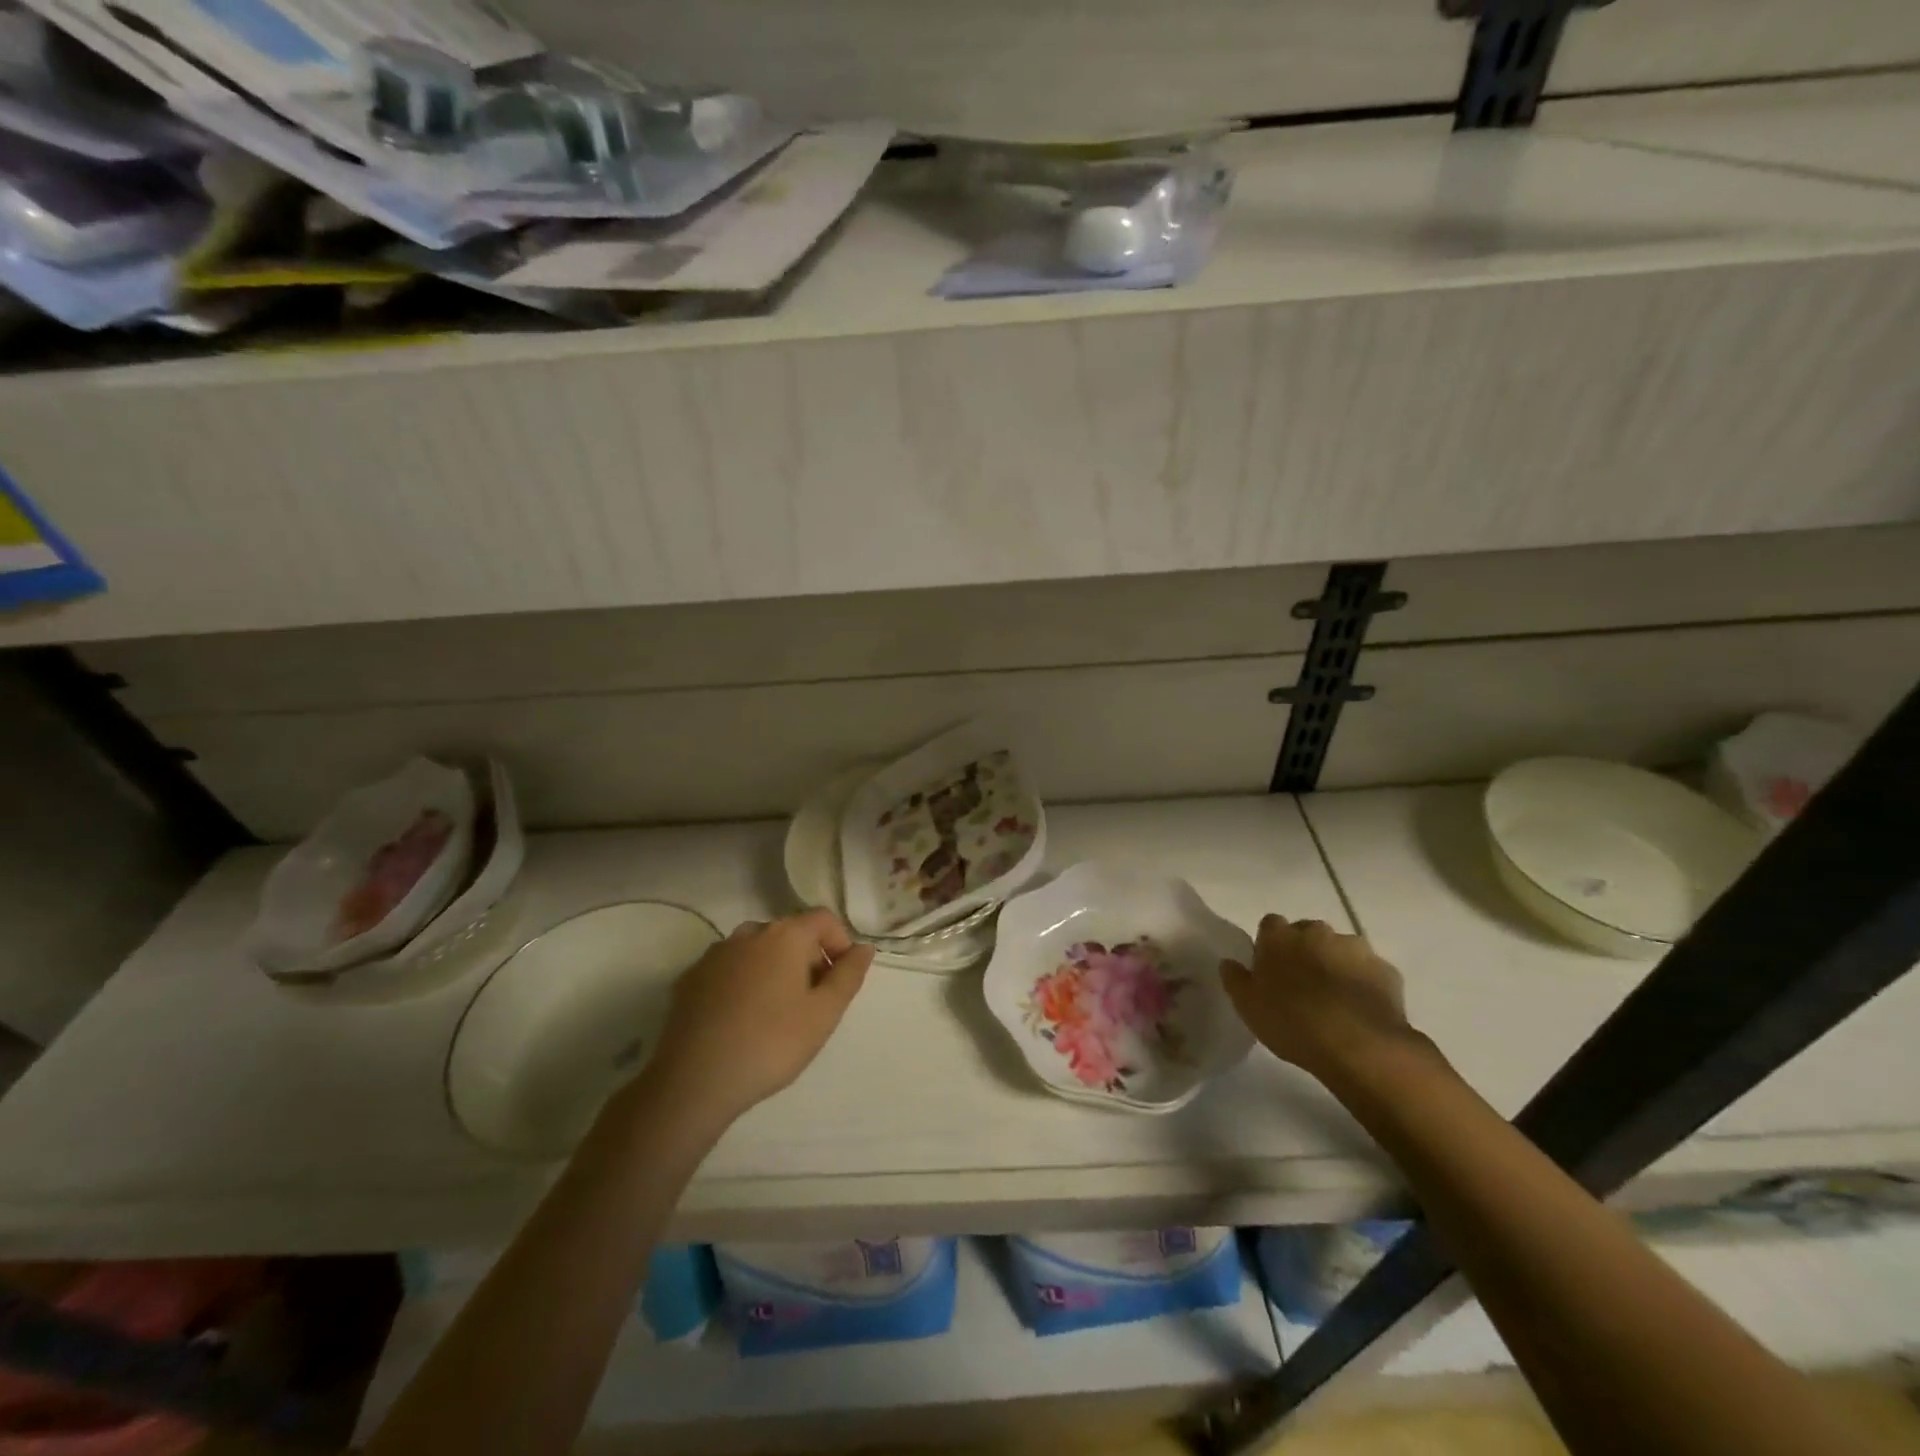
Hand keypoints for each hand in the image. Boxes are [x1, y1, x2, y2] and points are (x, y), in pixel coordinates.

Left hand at [639, 910, 873, 1129]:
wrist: (693, 1080)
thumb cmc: (771, 1044)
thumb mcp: (824, 1014)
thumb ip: (849, 975)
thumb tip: (864, 948)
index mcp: (785, 935)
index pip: (823, 919)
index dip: (839, 943)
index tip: (840, 980)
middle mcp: (748, 933)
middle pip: (790, 933)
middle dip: (807, 959)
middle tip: (811, 1004)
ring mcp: (714, 954)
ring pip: (757, 950)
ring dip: (774, 969)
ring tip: (775, 1013)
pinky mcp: (689, 978)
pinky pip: (729, 969)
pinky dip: (743, 983)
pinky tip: (740, 1020)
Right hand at [1221, 914, 1421, 1084]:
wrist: (1358, 1045)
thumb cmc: (1291, 1021)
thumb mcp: (1247, 1005)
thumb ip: (1235, 978)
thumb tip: (1229, 962)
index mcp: (1280, 936)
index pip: (1270, 924)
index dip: (1270, 944)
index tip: (1270, 968)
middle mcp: (1318, 931)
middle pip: (1308, 933)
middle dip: (1305, 951)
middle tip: (1301, 984)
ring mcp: (1356, 948)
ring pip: (1340, 950)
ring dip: (1335, 965)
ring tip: (1334, 1000)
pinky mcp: (1386, 971)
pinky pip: (1369, 972)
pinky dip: (1363, 984)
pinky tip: (1359, 1010)